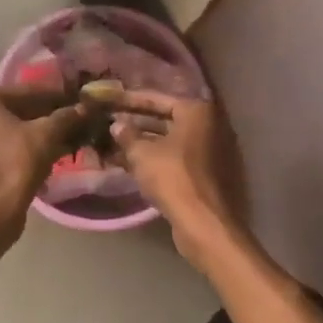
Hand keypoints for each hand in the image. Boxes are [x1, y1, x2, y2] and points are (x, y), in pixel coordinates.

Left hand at [0, 86, 89, 262]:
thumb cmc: (16, 162)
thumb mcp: (47, 134)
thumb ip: (66, 116)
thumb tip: (85, 107)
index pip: (25, 91)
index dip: (54, 96)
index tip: (76, 99)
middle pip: (16, 109)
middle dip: (46, 115)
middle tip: (74, 118)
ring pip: (10, 128)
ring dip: (37, 132)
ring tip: (67, 135)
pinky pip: (3, 144)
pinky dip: (24, 146)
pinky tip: (51, 151)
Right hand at [106, 91, 249, 270]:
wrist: (205, 223)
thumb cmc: (173, 177)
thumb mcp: (142, 154)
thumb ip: (128, 135)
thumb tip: (117, 125)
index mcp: (197, 112)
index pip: (158, 99)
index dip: (131, 100)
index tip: (111, 101)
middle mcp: (209, 126)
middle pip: (166, 119)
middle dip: (137, 123)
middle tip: (111, 123)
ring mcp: (212, 151)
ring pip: (171, 141)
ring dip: (145, 143)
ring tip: (115, 145)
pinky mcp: (209, 174)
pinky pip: (177, 158)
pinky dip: (157, 159)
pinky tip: (132, 165)